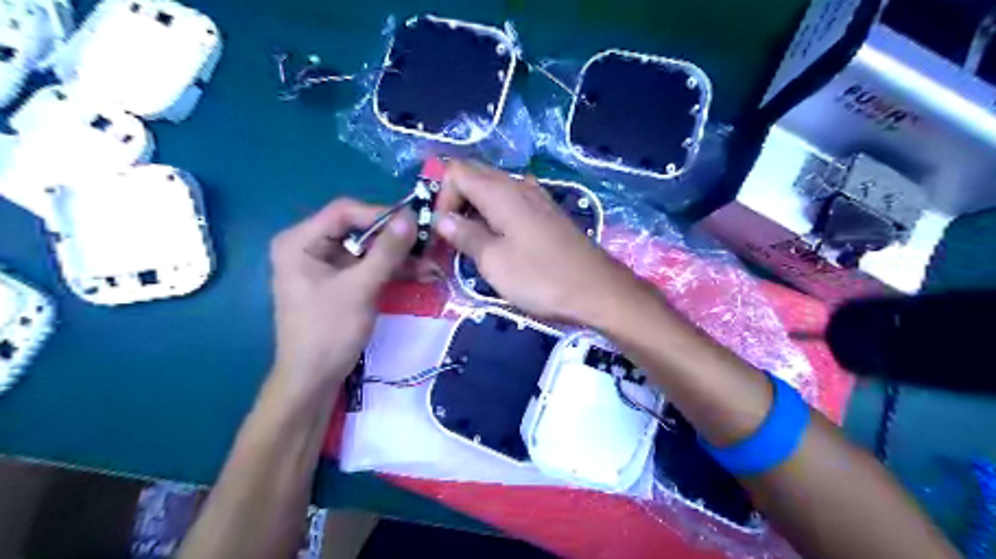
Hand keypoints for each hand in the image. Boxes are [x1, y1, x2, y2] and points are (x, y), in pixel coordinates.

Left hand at [268, 199, 417, 386]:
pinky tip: (419, 273)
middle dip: (394, 239)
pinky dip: (391, 270)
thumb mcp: (360, 288)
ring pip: (368, 249)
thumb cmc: (329, 331)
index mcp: (300, 241)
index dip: (381, 215)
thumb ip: (386, 252)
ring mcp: (325, 265)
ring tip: (430, 262)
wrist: (314, 379)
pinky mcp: (339, 282)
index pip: (344, 212)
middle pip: (358, 229)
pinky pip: (368, 267)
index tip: (415, 224)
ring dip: (398, 256)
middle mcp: (309, 246)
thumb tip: (411, 218)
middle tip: (427, 243)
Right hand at [436, 162, 650, 324]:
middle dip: (455, 203)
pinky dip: (496, 217)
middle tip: (449, 239)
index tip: (441, 232)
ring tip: (471, 243)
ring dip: (475, 212)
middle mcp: (518, 185)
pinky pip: (512, 204)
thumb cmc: (541, 277)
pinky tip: (499, 242)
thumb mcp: (493, 261)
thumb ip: (465, 235)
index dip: (441, 197)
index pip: (456, 171)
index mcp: (500, 191)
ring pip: (493, 192)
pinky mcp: (547, 215)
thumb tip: (442, 219)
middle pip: (475, 177)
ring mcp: (537, 198)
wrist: (597, 290)